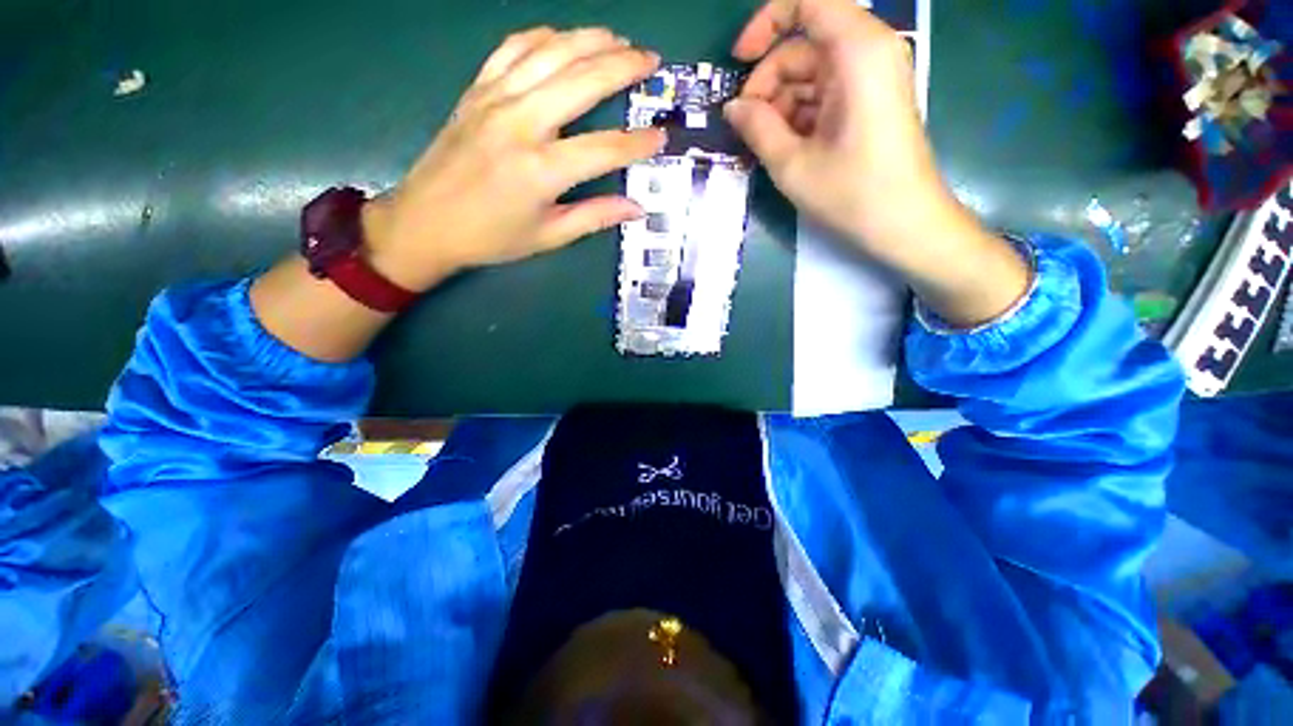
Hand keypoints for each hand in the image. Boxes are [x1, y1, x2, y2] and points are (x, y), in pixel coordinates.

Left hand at [362, 27, 666, 292]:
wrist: (425, 223)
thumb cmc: (490, 237)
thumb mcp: (547, 236)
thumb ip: (594, 217)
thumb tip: (636, 208)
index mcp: (542, 170)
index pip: (605, 148)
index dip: (638, 143)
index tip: (662, 136)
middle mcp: (521, 123)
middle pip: (582, 80)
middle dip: (623, 67)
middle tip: (651, 61)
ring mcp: (495, 100)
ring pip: (550, 52)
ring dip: (589, 40)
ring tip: (618, 39)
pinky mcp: (477, 91)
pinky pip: (513, 49)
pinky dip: (542, 36)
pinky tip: (562, 38)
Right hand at [727, 0, 1030, 326]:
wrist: (906, 225)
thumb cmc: (852, 194)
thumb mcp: (792, 164)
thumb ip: (757, 127)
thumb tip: (732, 107)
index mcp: (857, 51)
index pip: (807, 2)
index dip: (766, 23)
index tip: (738, 61)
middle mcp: (869, 52)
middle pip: (805, 44)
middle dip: (769, 81)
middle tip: (746, 126)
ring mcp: (873, 78)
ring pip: (813, 72)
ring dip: (781, 103)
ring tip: (764, 144)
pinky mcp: (871, 102)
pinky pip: (827, 93)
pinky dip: (801, 114)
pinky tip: (786, 145)